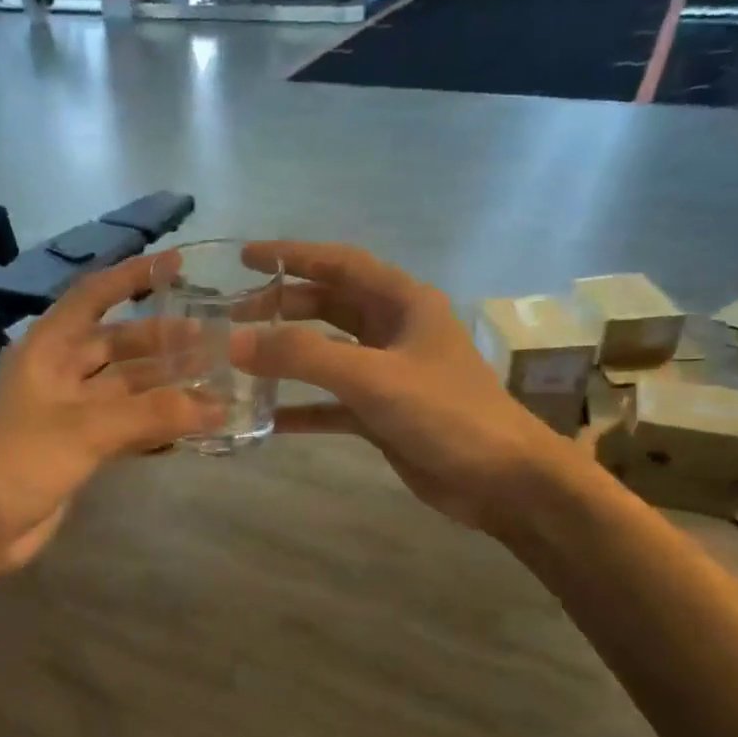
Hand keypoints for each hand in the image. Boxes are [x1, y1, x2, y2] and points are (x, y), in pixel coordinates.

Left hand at [0, 252, 220, 568]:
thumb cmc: (24, 459)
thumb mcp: (89, 429)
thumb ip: (153, 413)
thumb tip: (217, 406)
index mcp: (48, 348)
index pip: (93, 296)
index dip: (132, 276)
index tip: (175, 264)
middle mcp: (60, 370)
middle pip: (118, 344)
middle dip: (163, 340)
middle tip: (213, 340)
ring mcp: (70, 409)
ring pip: (126, 386)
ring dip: (165, 384)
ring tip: (213, 380)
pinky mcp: (80, 443)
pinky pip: (125, 421)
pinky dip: (154, 421)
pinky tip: (191, 423)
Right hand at [234, 241, 573, 536]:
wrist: (502, 480)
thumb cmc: (446, 413)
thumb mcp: (373, 377)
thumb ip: (303, 356)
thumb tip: (235, 342)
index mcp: (403, 302)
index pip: (339, 264)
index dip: (293, 256)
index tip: (245, 257)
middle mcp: (394, 330)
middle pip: (328, 305)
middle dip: (282, 306)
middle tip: (234, 316)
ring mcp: (388, 373)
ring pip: (327, 352)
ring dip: (288, 353)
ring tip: (242, 357)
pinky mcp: (382, 412)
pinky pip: (331, 401)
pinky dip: (301, 406)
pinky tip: (268, 417)